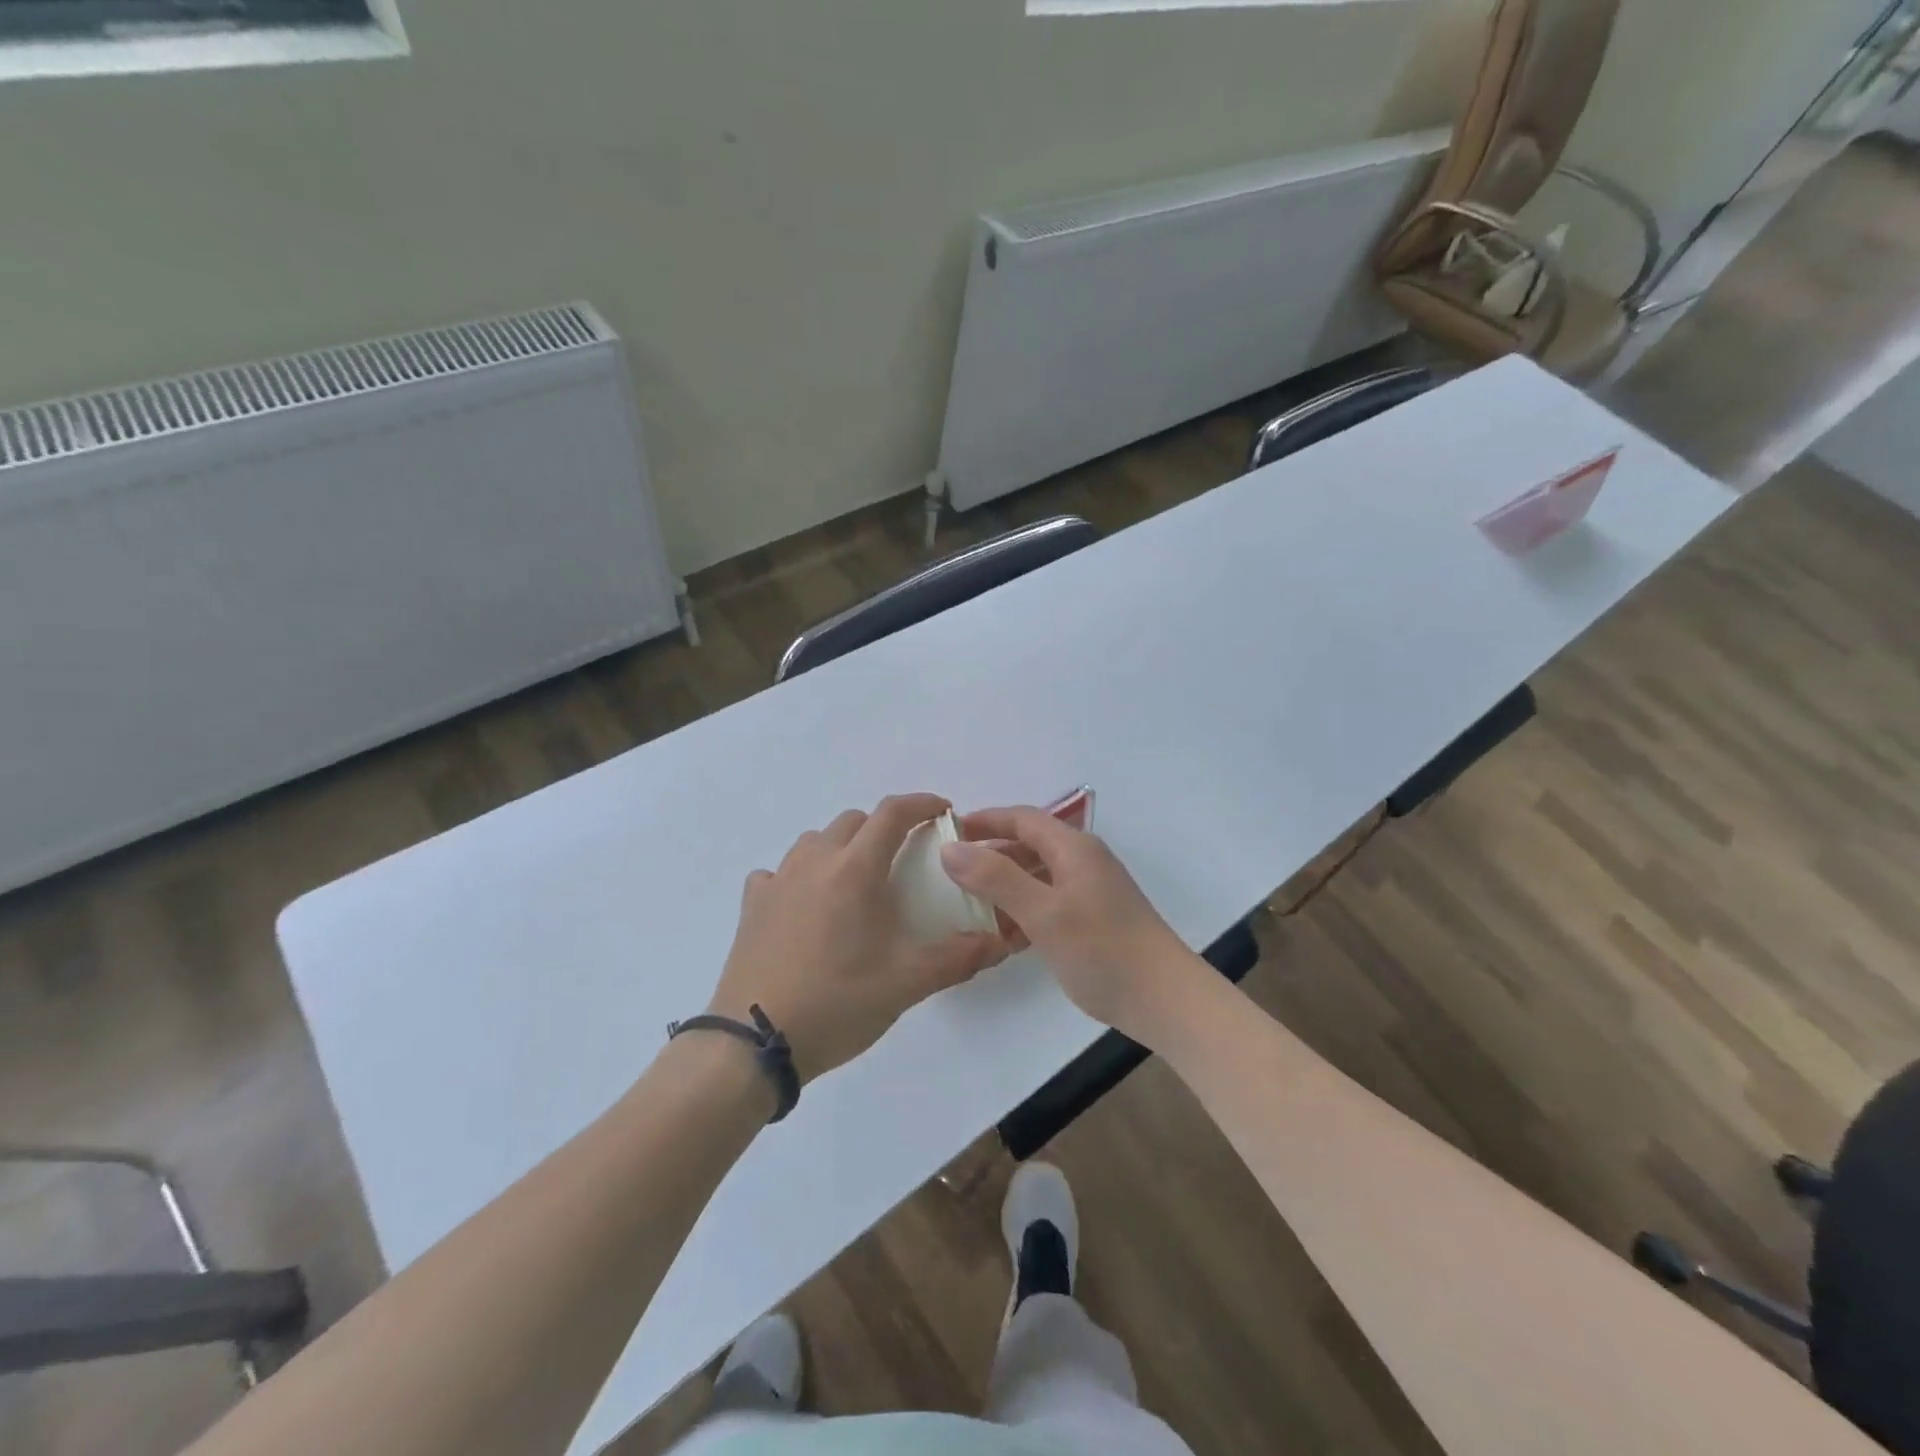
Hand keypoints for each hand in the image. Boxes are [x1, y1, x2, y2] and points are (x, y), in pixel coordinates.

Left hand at [708, 794, 1009, 1083]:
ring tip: (857, 884)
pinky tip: (806, 907)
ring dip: (843, 848)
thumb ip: (958, 957)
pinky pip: (780, 872)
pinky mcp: (752, 905)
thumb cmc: (837, 1002)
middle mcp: (814, 862)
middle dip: (884, 829)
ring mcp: (778, 881)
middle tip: (904, 860)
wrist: (755, 1043)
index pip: (892, 814)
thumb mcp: (907, 983)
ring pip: (816, 841)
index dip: (921, 803)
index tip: (943, 812)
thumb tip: (999, 942)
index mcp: (854, 870)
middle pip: (854, 821)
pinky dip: (801, 877)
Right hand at [940, 806, 1213, 1046]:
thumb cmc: (1102, 949)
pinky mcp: (1093, 919)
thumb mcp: (1043, 912)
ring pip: (1037, 876)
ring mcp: (1090, 891)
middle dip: (991, 855)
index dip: (984, 821)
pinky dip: (1024, 911)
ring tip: (971, 907)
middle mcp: (1083, 861)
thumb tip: (949, 848)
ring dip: (1005, 886)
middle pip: (1029, 845)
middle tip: (952, 873)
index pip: (1022, 818)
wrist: (1165, 1000)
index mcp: (1073, 848)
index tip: (948, 832)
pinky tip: (1005, 937)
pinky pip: (1049, 902)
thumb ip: (995, 878)